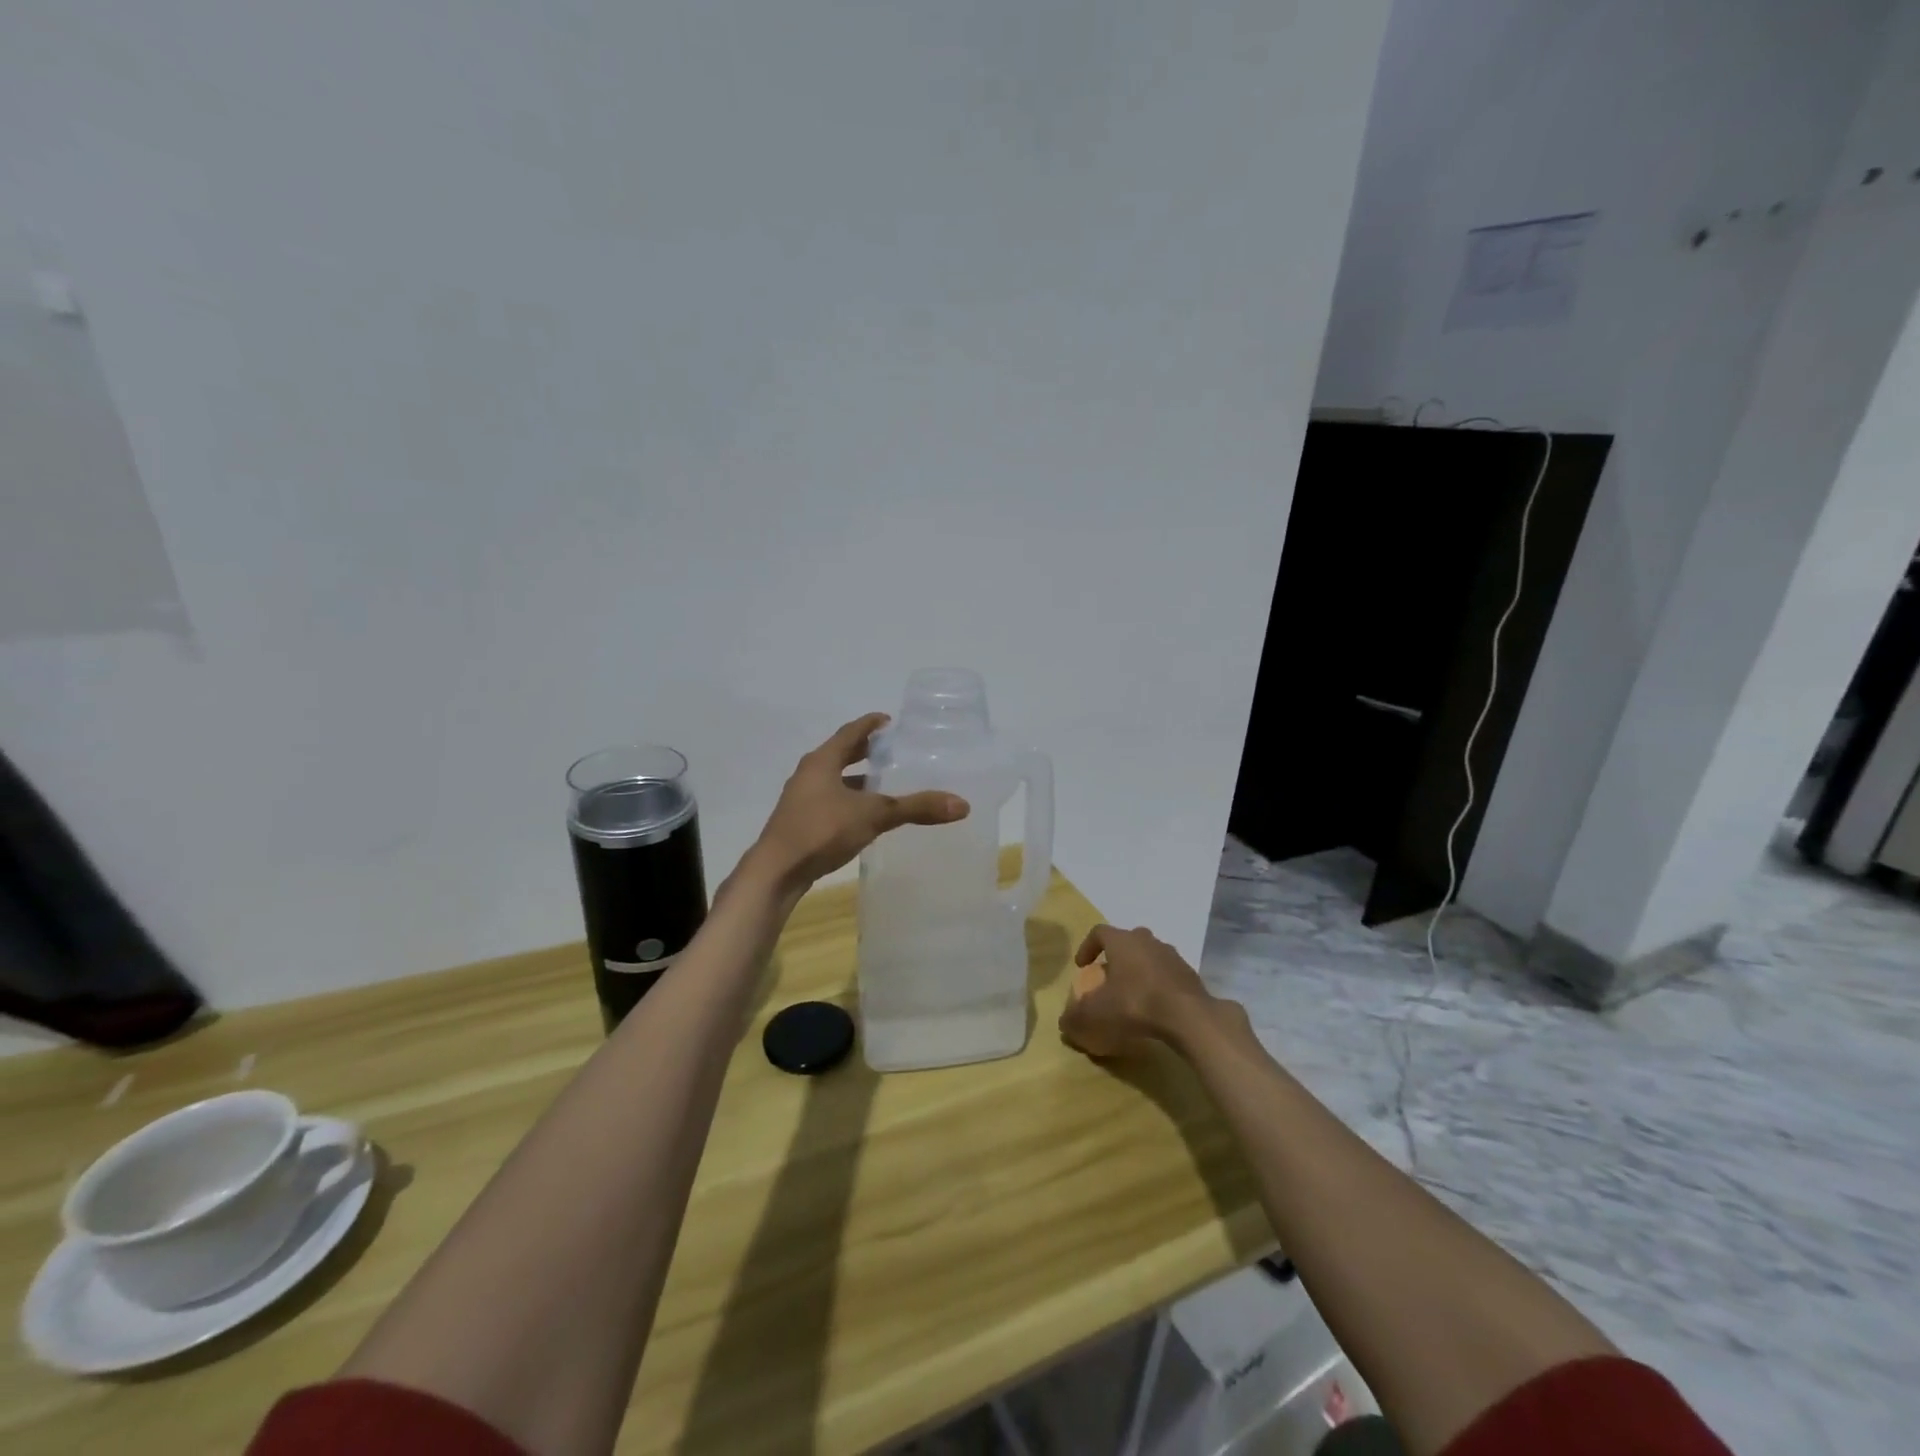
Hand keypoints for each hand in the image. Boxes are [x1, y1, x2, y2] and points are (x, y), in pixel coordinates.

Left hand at [745, 713, 968, 892]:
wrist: (776, 872)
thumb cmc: (821, 831)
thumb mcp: (873, 815)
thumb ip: (915, 807)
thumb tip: (961, 804)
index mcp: (822, 761)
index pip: (850, 732)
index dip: (870, 724)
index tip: (889, 721)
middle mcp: (808, 774)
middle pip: (840, 754)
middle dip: (865, 751)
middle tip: (891, 750)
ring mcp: (801, 799)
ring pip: (833, 780)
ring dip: (856, 779)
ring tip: (883, 783)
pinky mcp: (799, 822)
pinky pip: (829, 801)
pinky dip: (848, 800)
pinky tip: (863, 816)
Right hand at [1058, 924, 1225, 1058]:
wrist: (1188, 1016)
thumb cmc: (1134, 1004)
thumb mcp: (1095, 1015)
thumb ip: (1075, 1018)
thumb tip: (1064, 1023)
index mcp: (1122, 941)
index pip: (1099, 932)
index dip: (1087, 947)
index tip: (1082, 966)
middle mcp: (1147, 940)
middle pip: (1127, 941)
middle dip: (1115, 957)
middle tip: (1108, 978)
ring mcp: (1171, 955)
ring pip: (1149, 956)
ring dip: (1139, 970)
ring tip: (1132, 994)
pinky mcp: (1189, 974)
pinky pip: (1167, 974)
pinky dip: (1158, 985)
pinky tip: (1155, 1007)